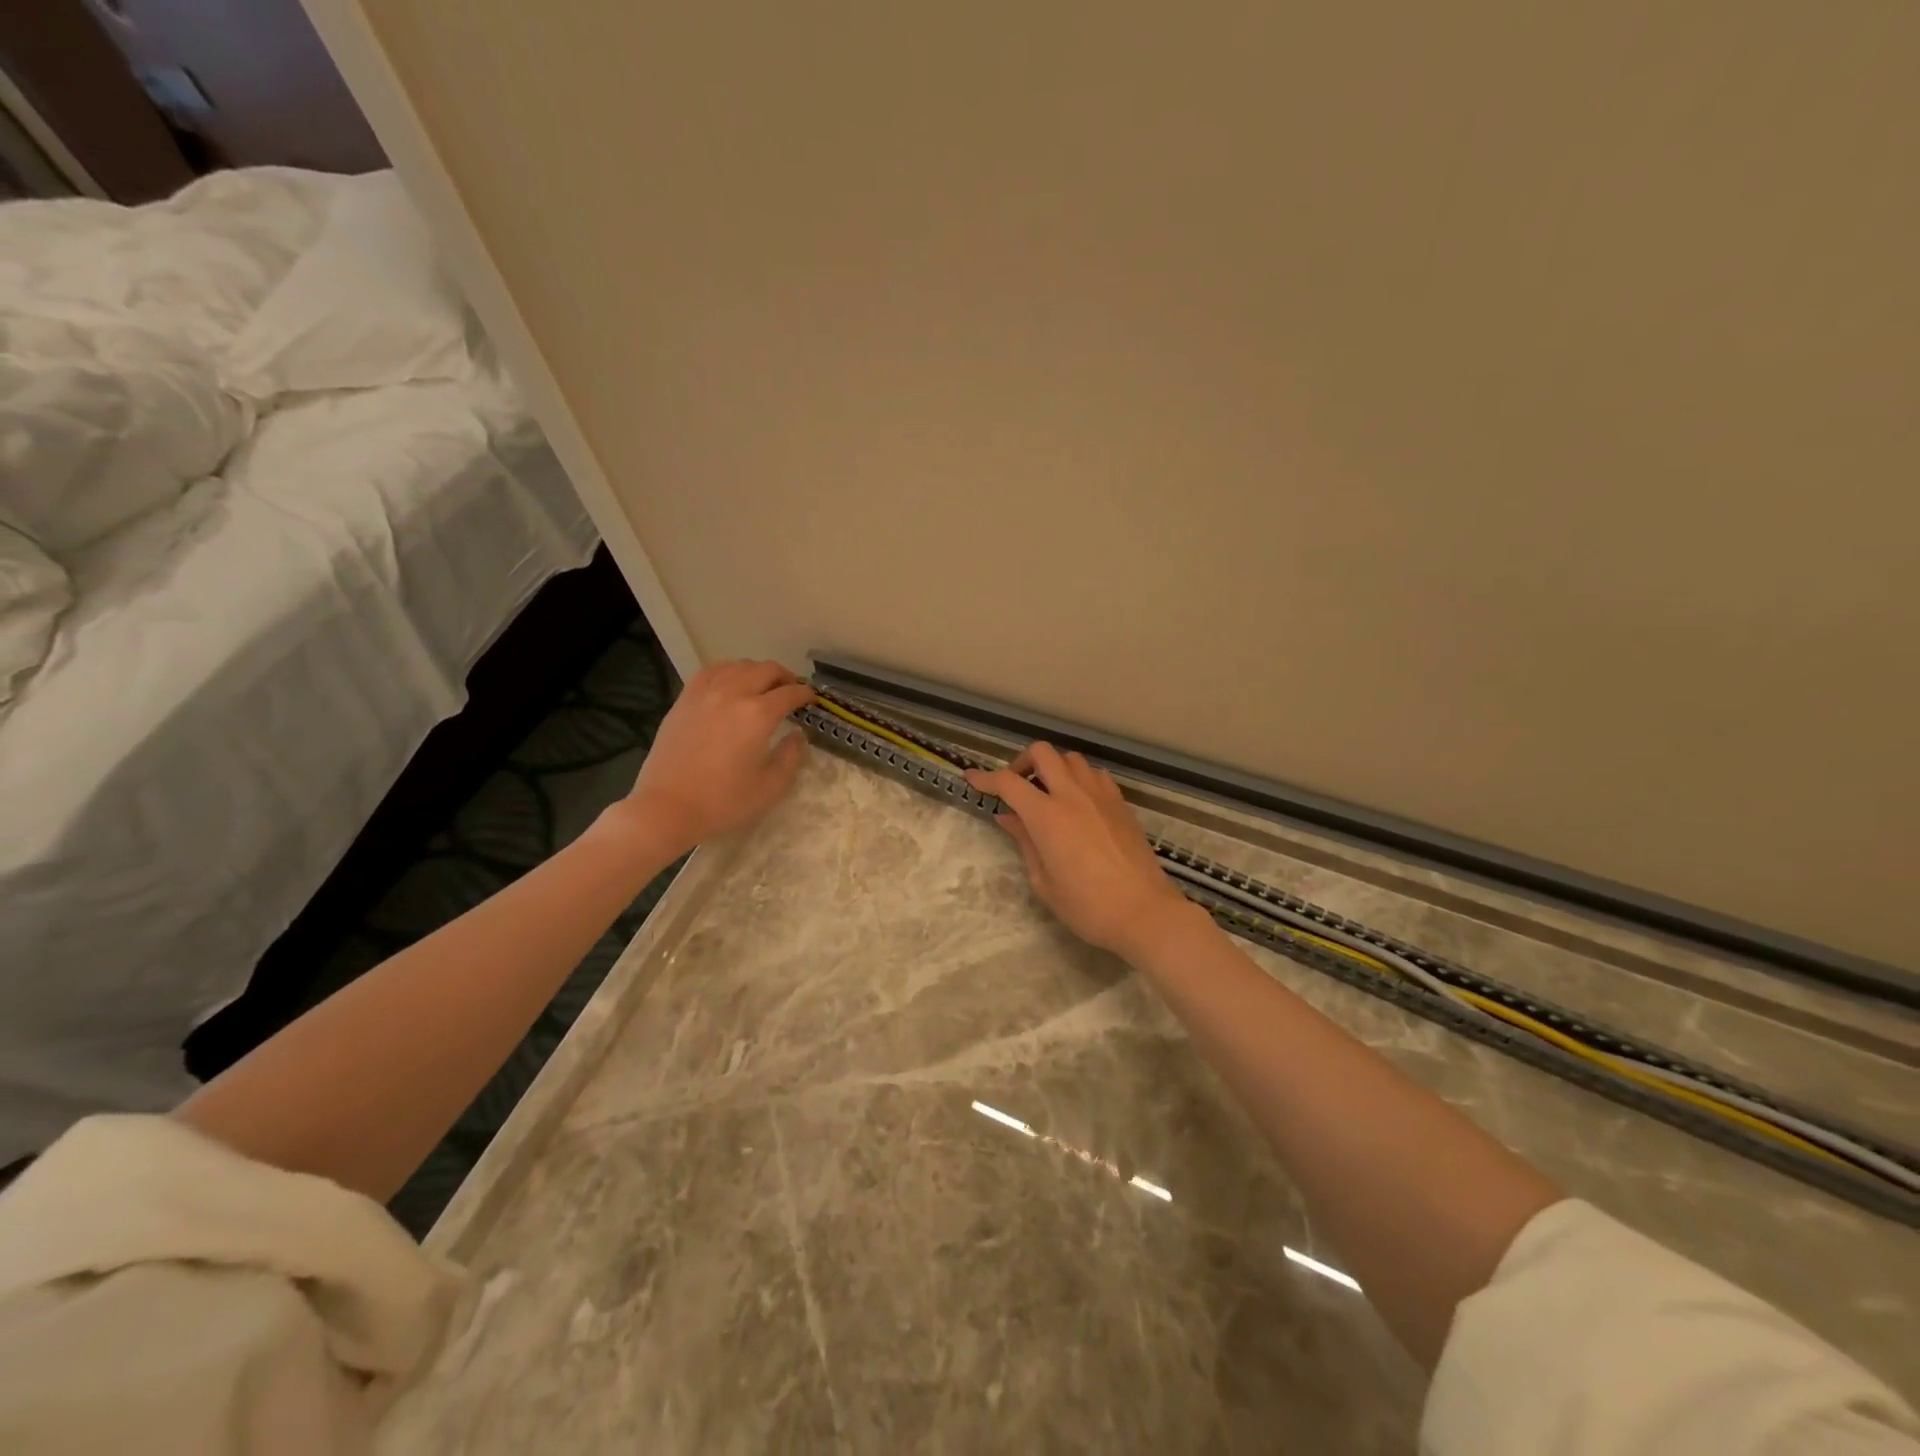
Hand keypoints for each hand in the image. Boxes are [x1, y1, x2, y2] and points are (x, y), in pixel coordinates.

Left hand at [615, 660, 814, 856]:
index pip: (790, 693)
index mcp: (758, 715)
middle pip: (765, 670)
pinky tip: (729, 683)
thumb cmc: (723, 801)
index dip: (805, 694)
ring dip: (756, 671)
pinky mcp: (684, 700)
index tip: (811, 699)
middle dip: (784, 677)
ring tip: (762, 685)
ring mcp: (704, 694)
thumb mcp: (771, 787)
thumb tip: (798, 736)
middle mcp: (733, 694)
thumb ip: (791, 757)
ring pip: (737, 665)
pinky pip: (710, 672)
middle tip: (791, 691)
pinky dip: (727, 671)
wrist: (667, 807)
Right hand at [966, 743, 1195, 960]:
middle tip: (1016, 787)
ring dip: (1053, 768)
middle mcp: (1073, 795)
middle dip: (1022, 762)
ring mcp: (1100, 795)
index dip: (985, 778)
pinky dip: (1079, 778)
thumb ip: (1024, 842)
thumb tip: (1007, 817)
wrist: (1144, 912)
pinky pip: (1095, 774)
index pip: (1008, 782)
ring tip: (1048, 794)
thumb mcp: (1044, 881)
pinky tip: (1078, 802)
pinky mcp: (1121, 803)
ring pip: (1071, 758)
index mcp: (1047, 816)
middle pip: (1042, 752)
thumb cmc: (1087, 906)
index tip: (972, 779)